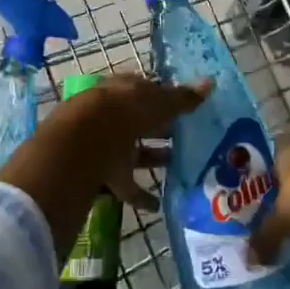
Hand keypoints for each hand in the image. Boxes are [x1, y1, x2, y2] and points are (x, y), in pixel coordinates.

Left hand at [0, 75, 209, 256]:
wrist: (80, 146)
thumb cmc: (122, 113)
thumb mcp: (157, 103)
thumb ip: (182, 98)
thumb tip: (209, 83)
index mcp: (122, 90)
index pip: (146, 90)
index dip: (166, 98)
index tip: (186, 110)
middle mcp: (111, 114)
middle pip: (139, 121)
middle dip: (160, 129)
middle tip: (187, 137)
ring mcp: (103, 145)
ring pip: (132, 151)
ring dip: (153, 158)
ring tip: (177, 166)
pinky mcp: (99, 174)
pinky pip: (124, 184)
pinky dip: (141, 194)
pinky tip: (158, 204)